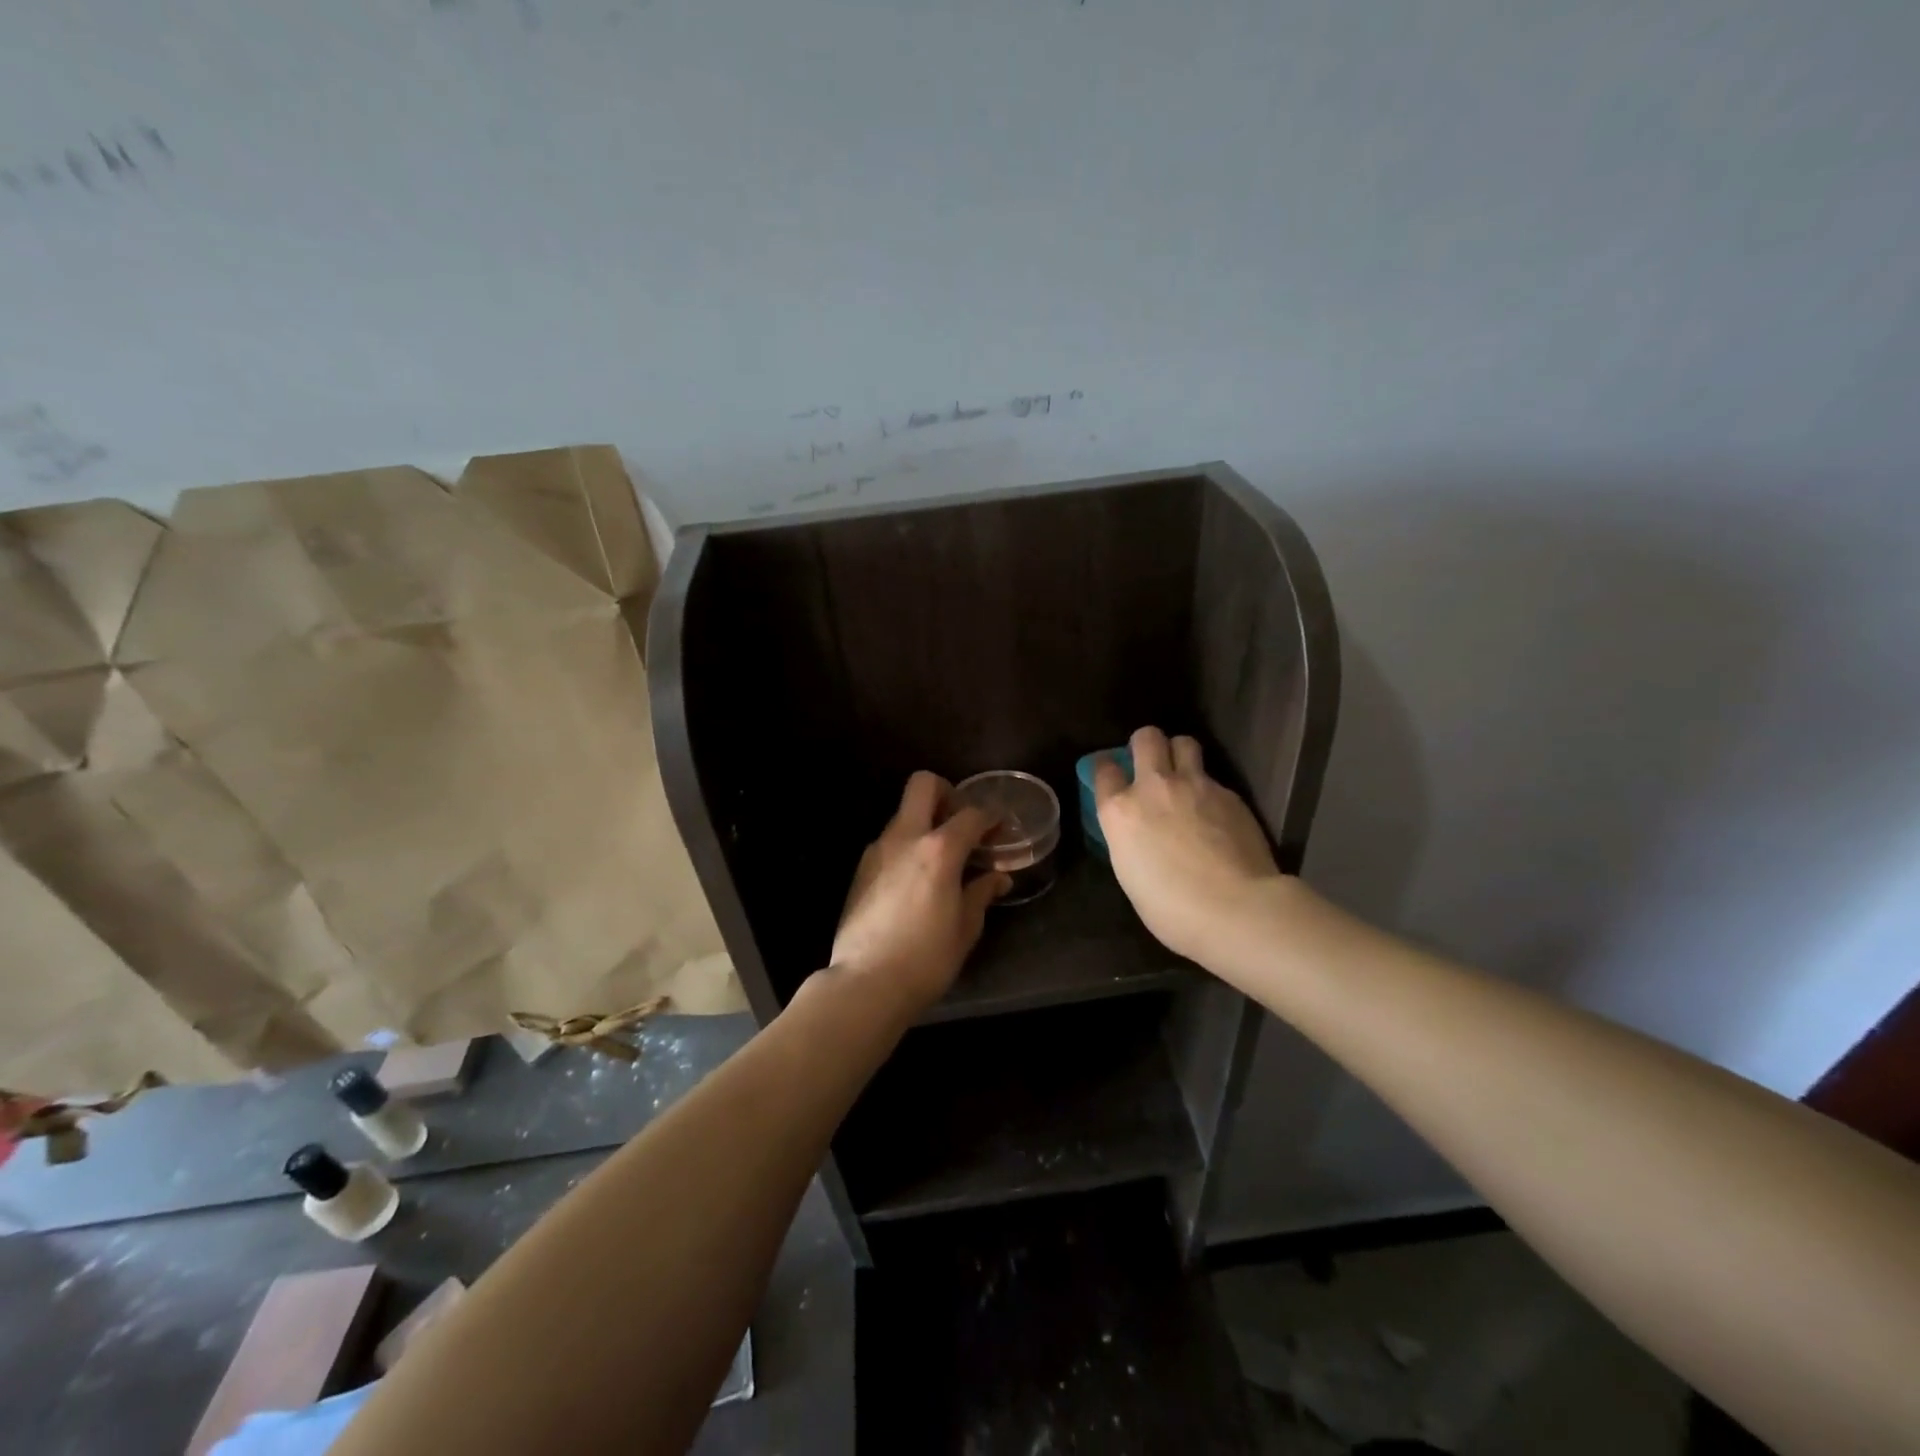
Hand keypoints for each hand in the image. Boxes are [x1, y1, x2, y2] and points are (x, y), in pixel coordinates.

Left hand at [830, 771, 1009, 1016]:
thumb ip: (981, 893)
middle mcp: (905, 838)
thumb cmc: (926, 958)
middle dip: (947, 792)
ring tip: (942, 858)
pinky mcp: (861, 869)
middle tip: (962, 823)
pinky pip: (890, 842)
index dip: (991, 817)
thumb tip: (997, 878)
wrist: (866, 983)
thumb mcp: (965, 928)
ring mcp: (877, 850)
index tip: (1001, 829)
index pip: (972, 814)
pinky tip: (917, 879)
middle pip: (923, 785)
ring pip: (903, 814)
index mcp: (939, 849)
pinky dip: (907, 846)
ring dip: (925, 823)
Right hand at [1094, 726, 1284, 970]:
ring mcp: (1195, 786)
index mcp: (1120, 811)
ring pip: (1184, 743)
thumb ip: (1129, 839)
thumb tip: (1139, 832)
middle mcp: (1153, 787)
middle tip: (1151, 763)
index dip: (1106, 769)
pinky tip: (1216, 814)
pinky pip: (1213, 778)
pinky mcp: (1229, 794)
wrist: (1235, 908)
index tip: (1111, 775)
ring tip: (1184, 774)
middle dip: (1145, 744)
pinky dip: (1209, 789)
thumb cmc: (1171, 909)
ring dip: (1179, 753)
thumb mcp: (1130, 874)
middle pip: (1146, 738)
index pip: (1103, 769)